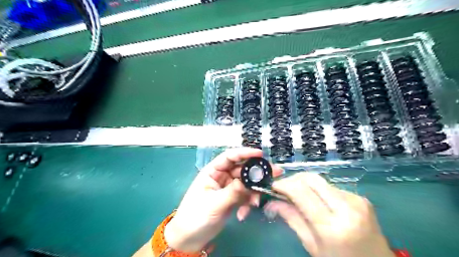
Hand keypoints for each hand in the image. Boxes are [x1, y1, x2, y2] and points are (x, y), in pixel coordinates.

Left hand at [163, 149, 281, 252]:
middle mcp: (222, 176)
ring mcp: (228, 188)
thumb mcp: (214, 203)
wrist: (190, 238)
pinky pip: (245, 196)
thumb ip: (233, 192)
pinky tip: (243, 214)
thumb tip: (248, 182)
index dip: (244, 153)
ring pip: (246, 183)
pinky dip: (247, 203)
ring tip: (255, 203)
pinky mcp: (233, 199)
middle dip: (256, 173)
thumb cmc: (196, 216)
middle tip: (273, 174)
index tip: (260, 154)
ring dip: (253, 192)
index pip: (229, 157)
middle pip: (242, 169)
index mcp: (213, 171)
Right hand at [266, 171, 394, 256]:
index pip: (301, 192)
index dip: (284, 185)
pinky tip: (316, 201)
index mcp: (333, 226)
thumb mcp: (313, 246)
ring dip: (305, 184)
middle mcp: (347, 207)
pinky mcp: (361, 197)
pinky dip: (318, 190)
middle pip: (311, 178)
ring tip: (297, 196)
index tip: (273, 187)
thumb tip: (272, 202)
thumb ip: (292, 219)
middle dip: (293, 179)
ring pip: (320, 181)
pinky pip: (331, 187)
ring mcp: (357, 200)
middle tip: (283, 189)